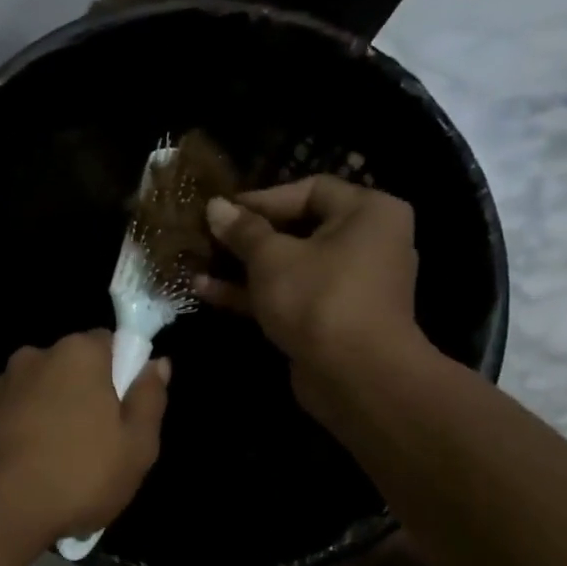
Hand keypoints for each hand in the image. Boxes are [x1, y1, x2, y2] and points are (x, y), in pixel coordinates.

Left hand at [0, 332, 168, 549]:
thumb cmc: (78, 476)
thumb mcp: (137, 447)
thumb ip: (149, 398)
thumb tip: (157, 363)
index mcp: (77, 353)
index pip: (108, 342)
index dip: (120, 373)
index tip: (123, 410)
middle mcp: (34, 355)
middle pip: (70, 365)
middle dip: (82, 392)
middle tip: (95, 440)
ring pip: (37, 389)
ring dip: (48, 410)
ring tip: (55, 459)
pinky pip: (10, 411)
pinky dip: (20, 428)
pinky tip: (25, 465)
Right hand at [199, 176, 428, 419]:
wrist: (355, 376)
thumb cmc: (318, 298)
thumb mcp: (272, 257)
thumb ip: (242, 230)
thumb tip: (215, 206)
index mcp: (367, 213)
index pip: (310, 189)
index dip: (262, 198)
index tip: (221, 209)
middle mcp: (367, 242)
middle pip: (298, 228)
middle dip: (248, 235)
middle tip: (207, 235)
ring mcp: (349, 284)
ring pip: (289, 266)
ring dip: (243, 267)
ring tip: (199, 263)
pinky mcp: (331, 318)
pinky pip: (290, 295)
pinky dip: (255, 293)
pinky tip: (207, 291)